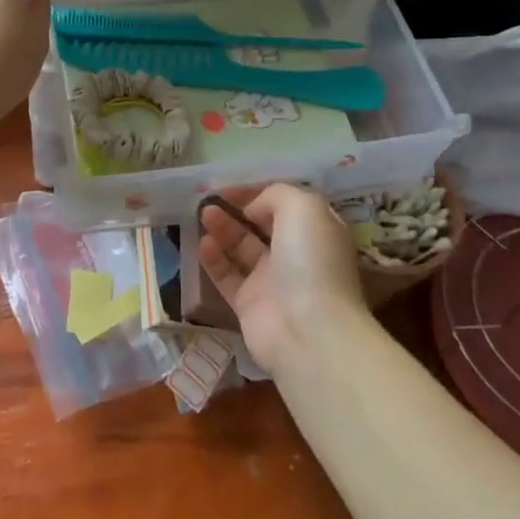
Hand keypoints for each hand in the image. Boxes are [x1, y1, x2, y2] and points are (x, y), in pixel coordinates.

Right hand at [198, 184, 370, 376]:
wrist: (309, 331)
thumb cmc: (311, 261)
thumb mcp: (303, 207)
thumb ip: (275, 195)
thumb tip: (252, 207)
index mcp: (316, 230)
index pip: (284, 204)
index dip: (257, 192)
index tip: (231, 187)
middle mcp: (296, 254)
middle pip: (261, 225)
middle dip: (237, 209)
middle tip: (210, 198)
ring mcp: (272, 281)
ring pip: (242, 248)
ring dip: (222, 229)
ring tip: (204, 215)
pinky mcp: (249, 304)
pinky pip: (227, 276)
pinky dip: (214, 259)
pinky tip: (203, 243)